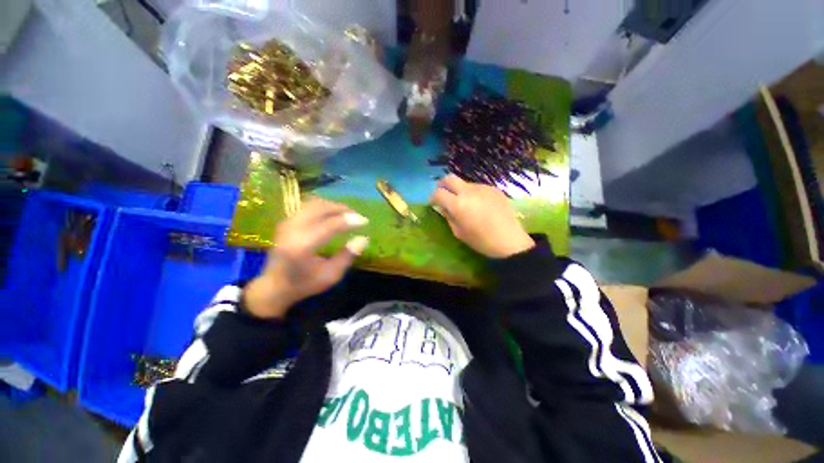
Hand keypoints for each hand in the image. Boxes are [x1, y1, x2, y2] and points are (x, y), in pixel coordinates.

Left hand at [244, 199, 368, 318]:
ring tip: (347, 214)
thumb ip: (347, 256)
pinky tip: (332, 215)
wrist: (273, 287)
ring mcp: (287, 224)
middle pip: (321, 208)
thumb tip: (363, 238)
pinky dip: (323, 207)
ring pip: (314, 204)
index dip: (350, 220)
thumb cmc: (304, 284)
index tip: (365, 221)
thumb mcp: (331, 275)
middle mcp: (293, 230)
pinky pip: (308, 207)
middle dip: (342, 209)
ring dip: (333, 206)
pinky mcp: (286, 222)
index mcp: (303, 246)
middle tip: (356, 216)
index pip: (331, 225)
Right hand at [430, 175, 534, 257]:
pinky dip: (473, 193)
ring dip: (459, 190)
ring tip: (465, 203)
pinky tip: (480, 205)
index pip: (438, 193)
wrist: (510, 240)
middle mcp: (469, 191)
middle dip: (442, 185)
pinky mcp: (494, 188)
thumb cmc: (481, 241)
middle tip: (443, 194)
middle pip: (450, 178)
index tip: (433, 203)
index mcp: (458, 204)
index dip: (432, 197)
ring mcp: (483, 188)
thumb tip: (443, 206)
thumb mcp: (459, 232)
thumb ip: (448, 216)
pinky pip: (478, 187)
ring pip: (465, 183)